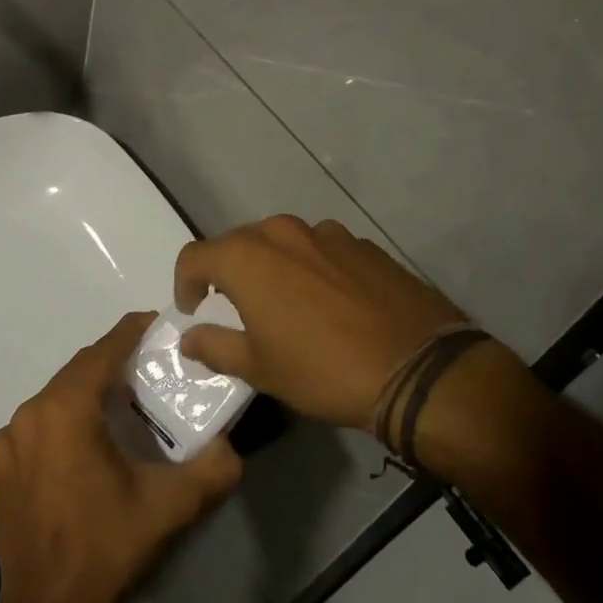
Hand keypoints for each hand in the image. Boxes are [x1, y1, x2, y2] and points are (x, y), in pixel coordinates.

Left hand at [0, 313, 242, 602]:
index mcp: (65, 409)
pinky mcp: (0, 469)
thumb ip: (211, 470)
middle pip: (78, 371)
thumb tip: (232, 449)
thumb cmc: (105, 547)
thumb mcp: (168, 507)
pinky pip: (38, 426)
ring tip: (122, 407)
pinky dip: (63, 422)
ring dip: (87, 394)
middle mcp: (29, 414)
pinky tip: (86, 447)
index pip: (103, 351)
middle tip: (149, 369)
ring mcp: (8, 442)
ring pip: (56, 398)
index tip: (157, 324)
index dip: (131, 332)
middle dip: (113, 364)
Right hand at [175, 215, 492, 430]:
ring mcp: (328, 233)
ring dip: (274, 267)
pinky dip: (313, 269)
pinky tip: (332, 304)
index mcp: (248, 257)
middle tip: (238, 309)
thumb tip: (190, 337)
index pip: (195, 256)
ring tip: (288, 305)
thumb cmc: (323, 370)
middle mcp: (283, 232)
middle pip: (239, 243)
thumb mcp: (260, 369)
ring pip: (283, 243)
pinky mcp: (364, 244)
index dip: (185, 283)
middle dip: (229, 272)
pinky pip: (322, 250)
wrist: (418, 368)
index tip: (194, 310)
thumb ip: (215, 346)